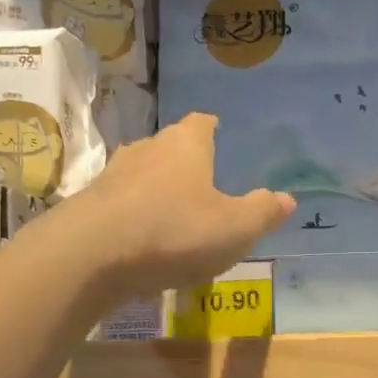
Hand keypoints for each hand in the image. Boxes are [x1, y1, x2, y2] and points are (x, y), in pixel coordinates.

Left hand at [52, 112, 293, 300]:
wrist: (91, 255)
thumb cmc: (174, 231)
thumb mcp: (235, 228)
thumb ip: (262, 212)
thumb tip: (287, 198)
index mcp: (186, 144)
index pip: (203, 122)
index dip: (214, 129)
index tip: (221, 137)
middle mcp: (147, 148)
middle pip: (170, 147)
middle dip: (186, 163)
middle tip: (205, 186)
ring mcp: (113, 175)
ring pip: (143, 175)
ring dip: (157, 191)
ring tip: (174, 216)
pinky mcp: (90, 204)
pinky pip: (122, 204)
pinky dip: (135, 216)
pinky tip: (143, 240)